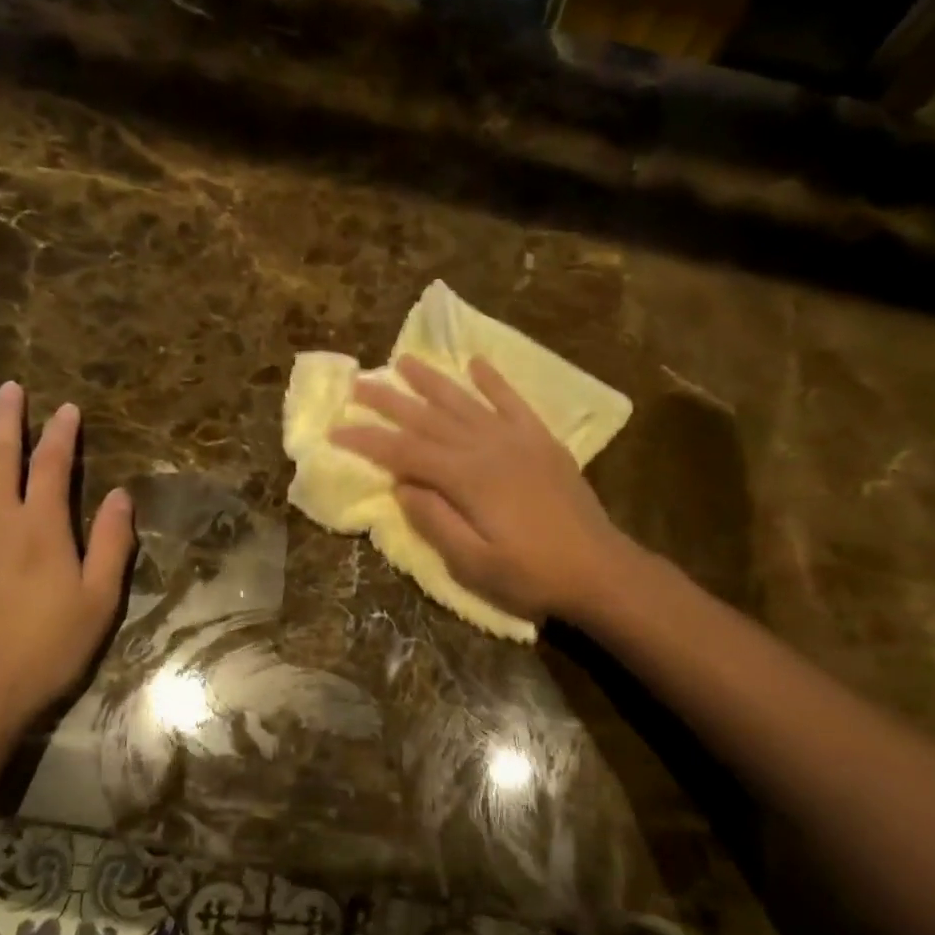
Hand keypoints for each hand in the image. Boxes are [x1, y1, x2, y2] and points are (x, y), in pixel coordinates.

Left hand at [0, 383, 133, 774]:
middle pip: (1, 456)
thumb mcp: (99, 600)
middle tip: (8, 388)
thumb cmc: (47, 649)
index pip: (53, 465)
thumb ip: (112, 544)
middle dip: (7, 419)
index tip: (66, 408)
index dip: (61, 434)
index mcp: (42, 527)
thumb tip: (122, 494)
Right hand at [329, 356, 624, 624]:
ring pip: (465, 401)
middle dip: (389, 400)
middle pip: (428, 417)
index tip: (335, 430)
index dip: (367, 441)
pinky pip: (512, 402)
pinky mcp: (542, 441)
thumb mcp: (473, 564)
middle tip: (358, 383)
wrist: (599, 570)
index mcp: (466, 477)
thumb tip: (402, 486)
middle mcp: (487, 447)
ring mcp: (518, 439)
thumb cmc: (532, 574)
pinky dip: (493, 381)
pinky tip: (476, 364)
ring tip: (403, 360)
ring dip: (432, 380)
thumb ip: (434, 521)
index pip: (404, 452)